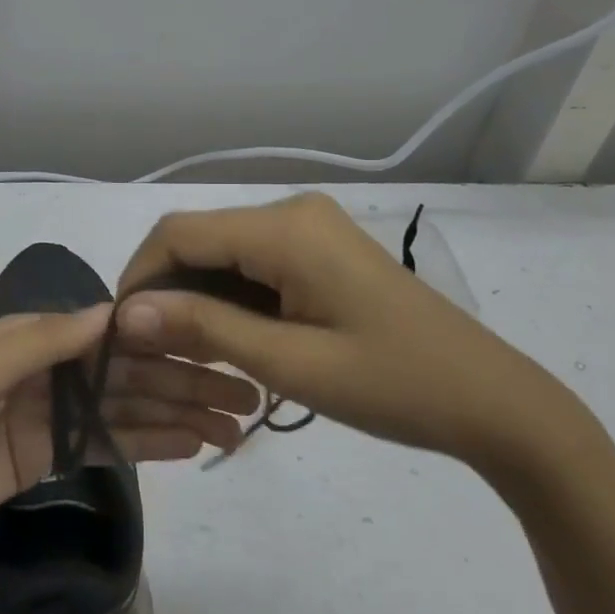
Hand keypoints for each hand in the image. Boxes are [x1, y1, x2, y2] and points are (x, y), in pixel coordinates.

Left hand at [0, 307, 257, 568]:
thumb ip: (45, 341)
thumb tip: (113, 310)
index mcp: (32, 337)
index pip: (110, 331)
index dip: (162, 335)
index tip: (217, 341)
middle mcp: (49, 369)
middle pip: (127, 372)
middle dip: (184, 380)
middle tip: (244, 395)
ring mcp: (52, 415)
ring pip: (126, 409)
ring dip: (178, 414)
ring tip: (232, 425)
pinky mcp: (50, 457)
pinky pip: (108, 445)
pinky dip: (149, 443)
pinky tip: (191, 444)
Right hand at [115, 193, 576, 475]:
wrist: (493, 403)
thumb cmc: (394, 385)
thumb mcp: (289, 363)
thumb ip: (203, 328)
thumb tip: (126, 313)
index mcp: (285, 229)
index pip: (178, 234)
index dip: (138, 277)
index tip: (121, 333)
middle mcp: (292, 211)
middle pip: (198, 239)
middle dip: (164, 290)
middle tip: (150, 351)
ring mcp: (309, 227)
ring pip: (221, 251)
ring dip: (194, 296)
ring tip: (184, 352)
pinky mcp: (319, 249)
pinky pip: (252, 262)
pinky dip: (227, 296)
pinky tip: (225, 337)